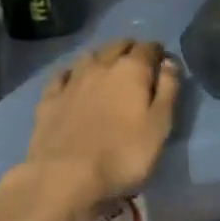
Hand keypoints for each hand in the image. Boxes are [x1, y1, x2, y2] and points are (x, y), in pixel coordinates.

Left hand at [24, 39, 180, 208]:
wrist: (66, 174)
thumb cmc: (123, 154)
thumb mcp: (159, 126)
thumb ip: (168, 91)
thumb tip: (169, 63)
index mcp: (131, 70)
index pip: (147, 48)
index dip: (157, 51)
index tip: (162, 60)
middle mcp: (100, 66)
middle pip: (117, 46)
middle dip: (130, 49)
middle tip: (138, 61)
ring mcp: (72, 80)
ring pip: (89, 56)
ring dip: (101, 57)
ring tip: (107, 67)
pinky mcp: (50, 98)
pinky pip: (62, 75)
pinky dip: (72, 73)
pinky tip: (72, 81)